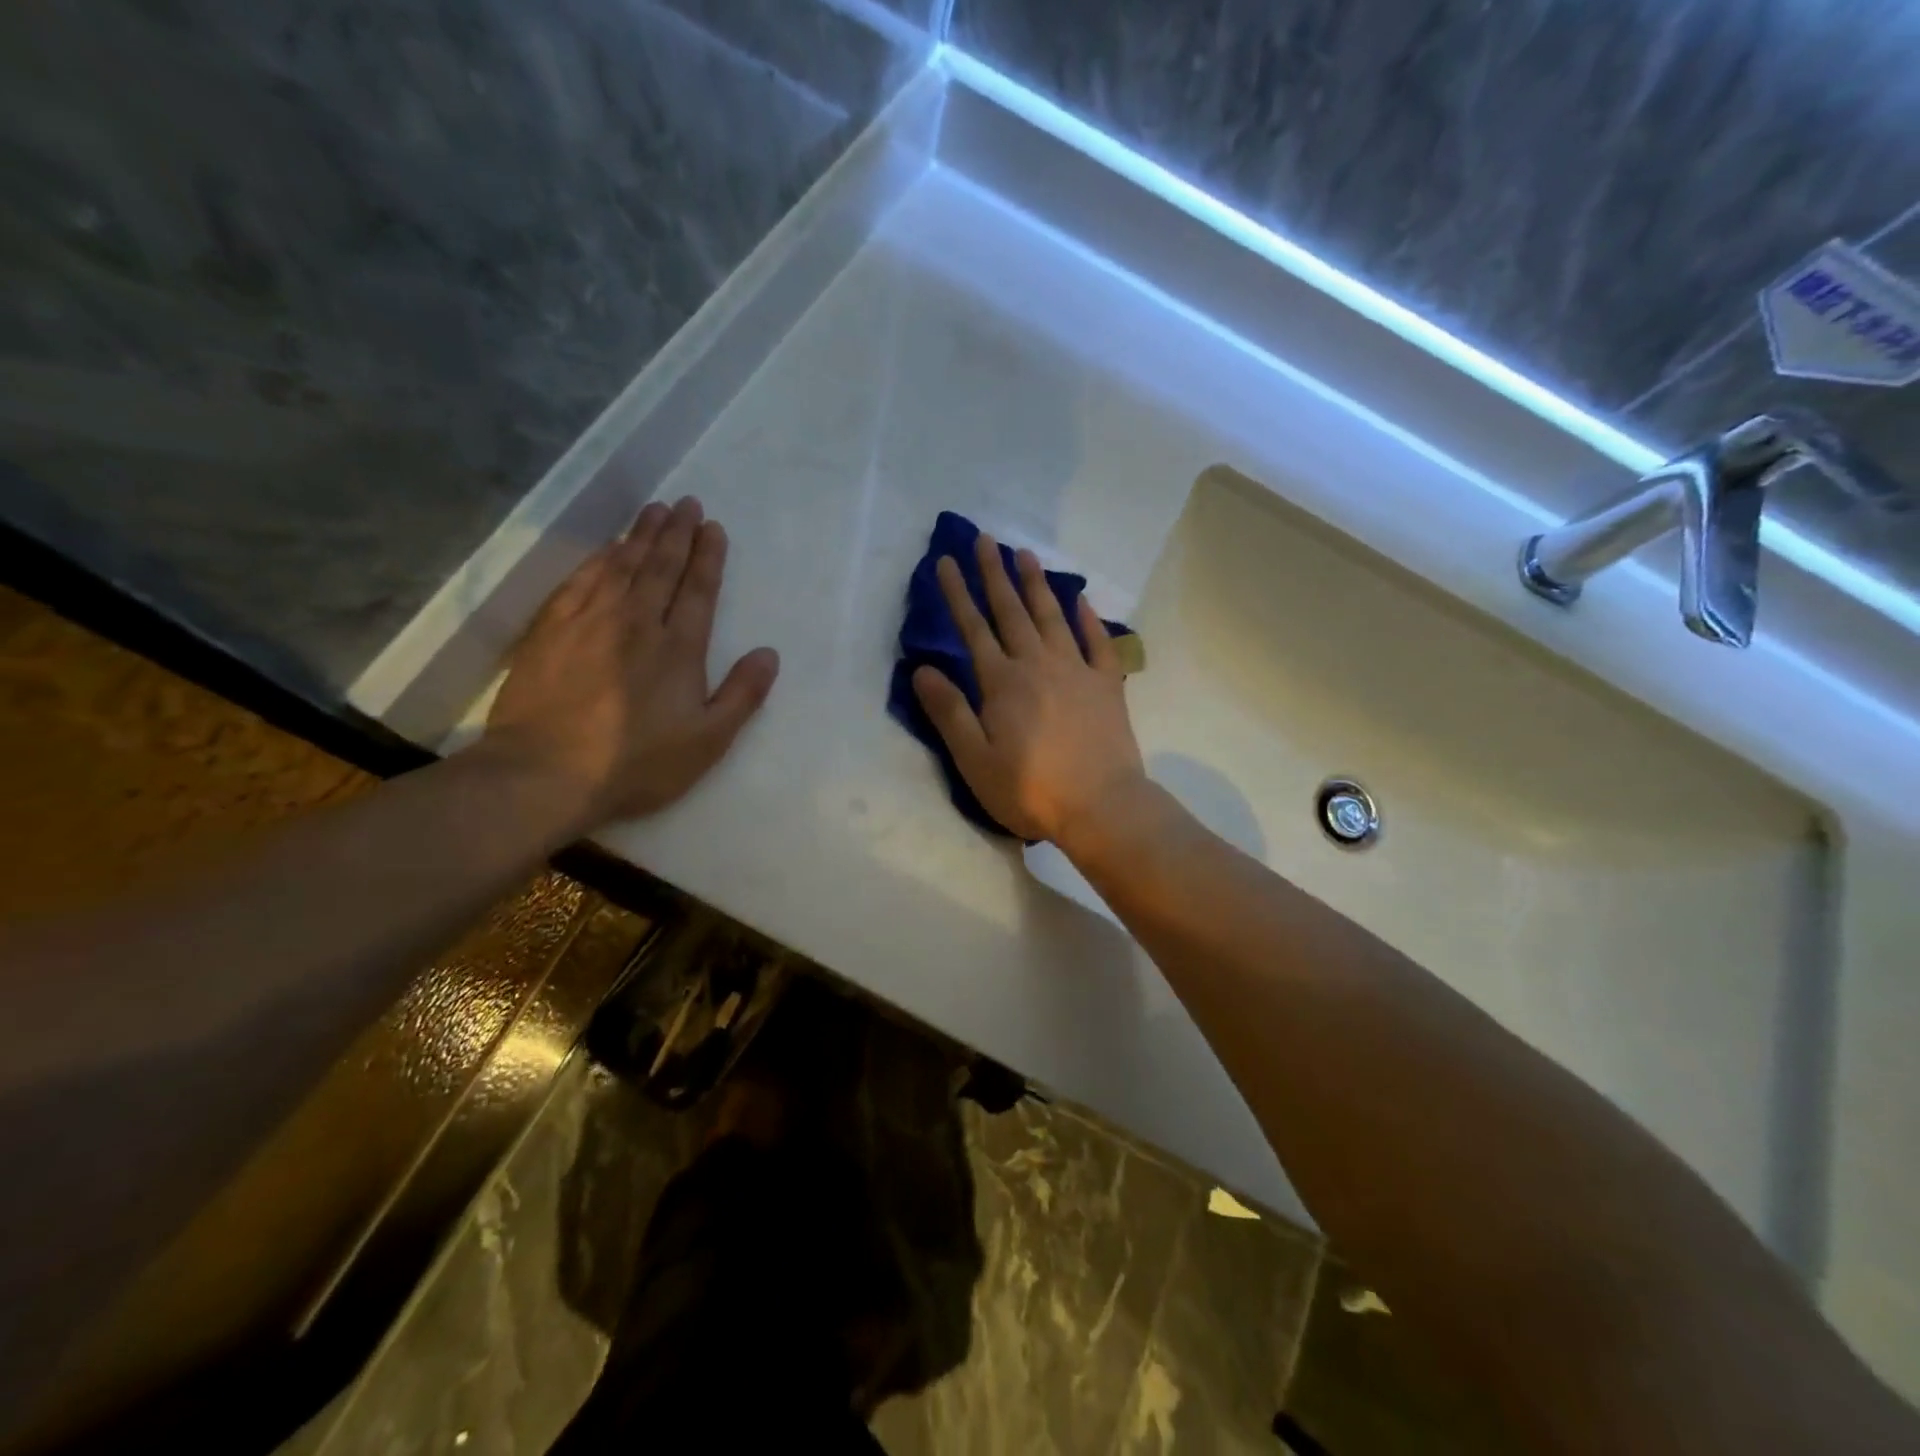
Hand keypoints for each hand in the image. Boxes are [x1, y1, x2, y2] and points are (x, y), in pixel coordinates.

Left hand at [484, 496, 779, 832]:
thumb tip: (768, 653)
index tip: (713, 526)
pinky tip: (606, 549)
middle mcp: (636, 622)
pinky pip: (580, 581)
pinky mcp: (551, 631)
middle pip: (660, 566)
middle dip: (677, 532)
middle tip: (686, 502)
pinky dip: (597, 559)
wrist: (545, 774)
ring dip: (640, 534)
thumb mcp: (708, 741)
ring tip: (654, 510)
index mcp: (678, 648)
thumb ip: (742, 694)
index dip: (708, 556)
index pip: (698, 589)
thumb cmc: (637, 763)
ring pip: (621, 565)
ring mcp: (589, 622)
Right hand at [912, 532, 1146, 845]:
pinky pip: (1098, 642)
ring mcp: (1076, 670)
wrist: (1101, 805)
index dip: (958, 594)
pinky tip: (1082, 600)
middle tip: (985, 539)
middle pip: (1012, 611)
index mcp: (1002, 682)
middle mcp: (1037, 664)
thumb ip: (949, 712)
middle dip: (994, 573)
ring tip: (1025, 553)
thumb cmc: (1030, 789)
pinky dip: (1089, 619)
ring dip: (1037, 584)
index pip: (973, 628)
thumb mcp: (975, 759)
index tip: (946, 561)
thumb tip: (922, 669)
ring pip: (1052, 616)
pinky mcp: (1107, 684)